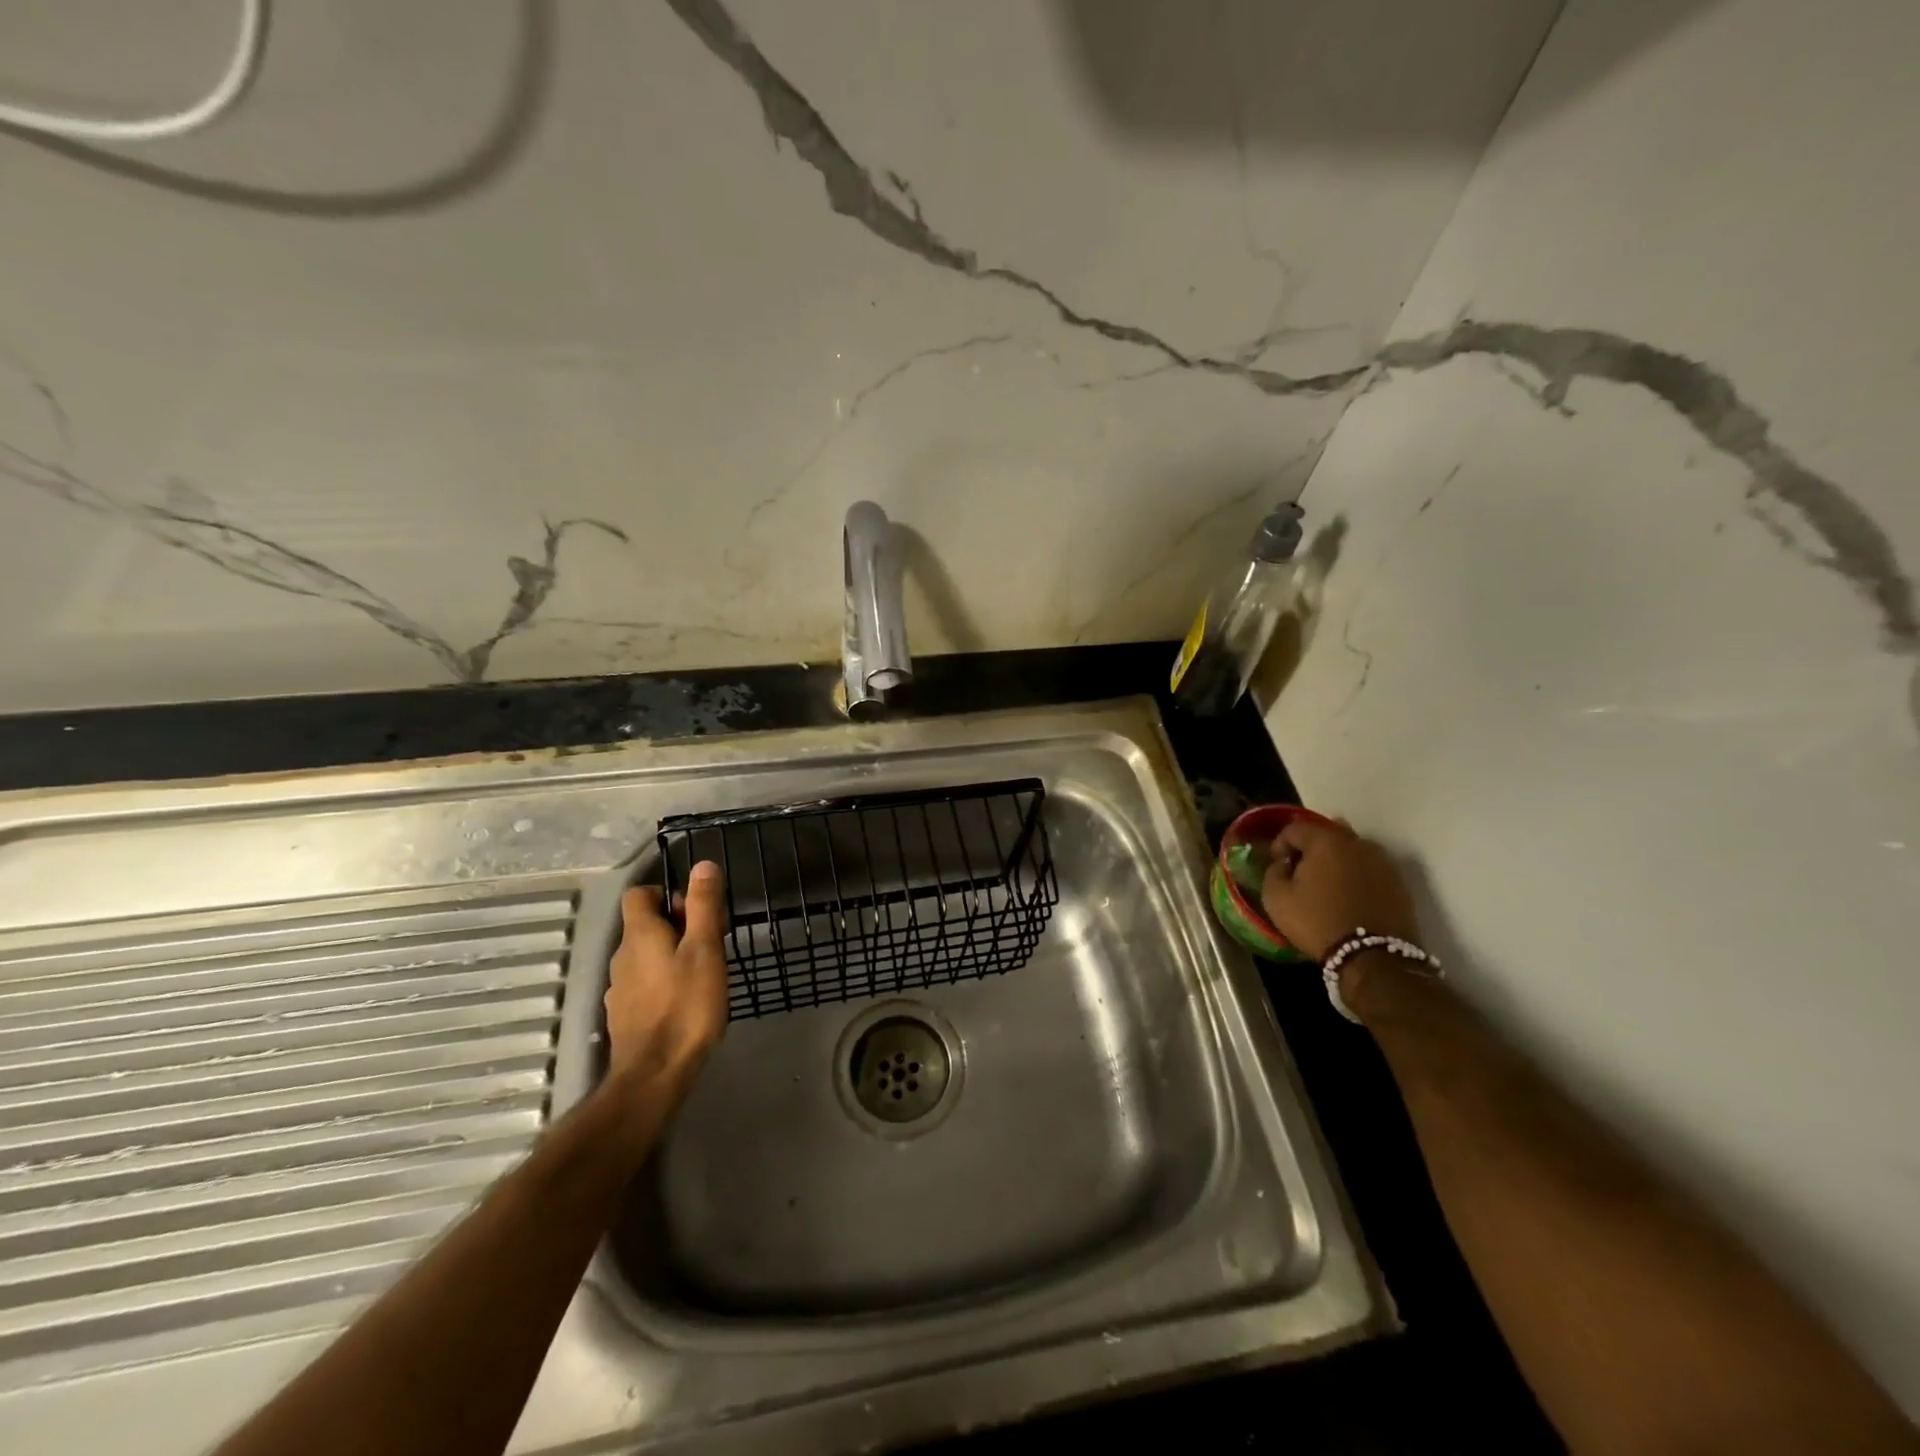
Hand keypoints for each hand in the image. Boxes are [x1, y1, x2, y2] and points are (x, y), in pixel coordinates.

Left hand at [604, 862, 728, 1095]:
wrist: (654, 1074)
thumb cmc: (686, 1005)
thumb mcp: (704, 949)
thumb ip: (703, 906)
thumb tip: (703, 865)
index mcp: (639, 934)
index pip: (639, 894)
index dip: (666, 893)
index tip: (696, 911)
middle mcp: (622, 955)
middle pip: (645, 924)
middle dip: (678, 925)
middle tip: (712, 943)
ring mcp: (619, 987)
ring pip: (646, 955)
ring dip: (672, 954)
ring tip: (704, 973)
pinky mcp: (624, 1014)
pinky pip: (644, 982)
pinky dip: (663, 981)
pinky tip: (685, 1001)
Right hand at [1259, 818, 1419, 960]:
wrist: (1374, 958)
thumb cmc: (1317, 921)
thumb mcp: (1276, 898)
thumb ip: (1273, 872)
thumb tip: (1284, 864)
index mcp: (1325, 840)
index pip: (1295, 828)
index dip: (1280, 843)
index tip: (1277, 864)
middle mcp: (1357, 843)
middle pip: (1327, 833)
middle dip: (1311, 848)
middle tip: (1301, 870)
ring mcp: (1383, 862)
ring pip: (1352, 851)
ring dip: (1336, 860)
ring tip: (1327, 884)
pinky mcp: (1399, 884)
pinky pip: (1370, 870)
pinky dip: (1356, 876)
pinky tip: (1348, 896)